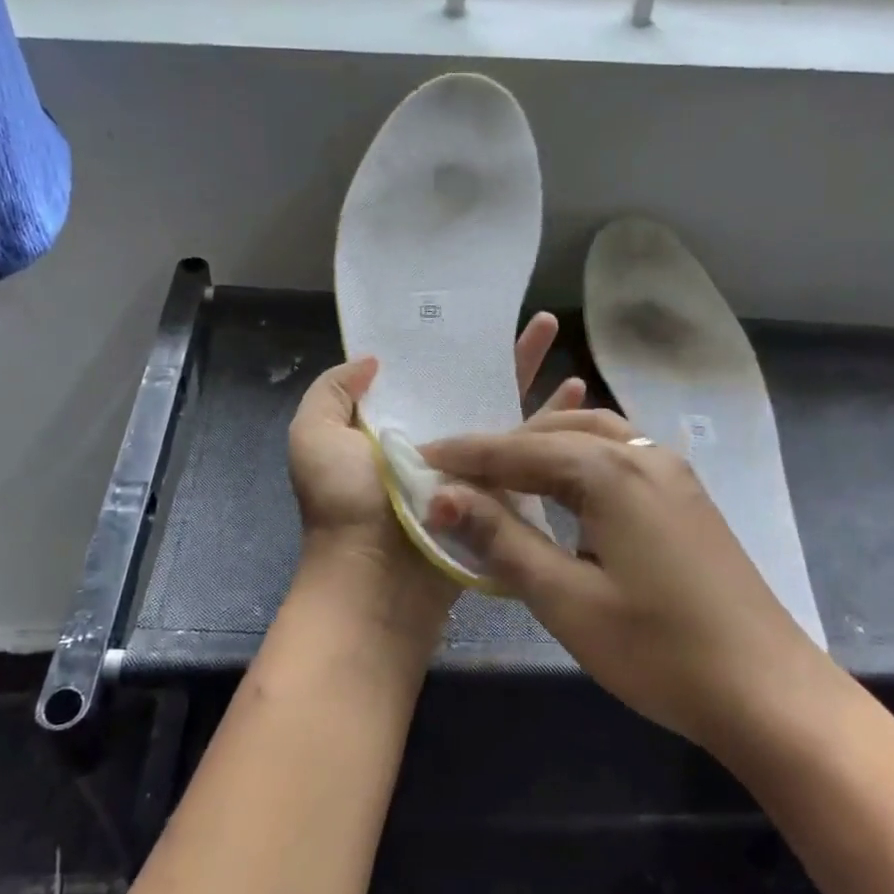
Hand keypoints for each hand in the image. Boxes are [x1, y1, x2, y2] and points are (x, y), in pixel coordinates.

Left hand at [288, 313, 584, 587]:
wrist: (376, 580)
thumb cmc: (344, 504)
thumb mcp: (313, 436)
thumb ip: (333, 391)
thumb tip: (373, 361)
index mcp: (390, 425)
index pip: (426, 373)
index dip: (448, 344)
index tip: (476, 312)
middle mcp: (432, 441)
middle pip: (473, 387)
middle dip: (505, 353)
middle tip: (541, 320)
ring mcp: (468, 468)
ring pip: (507, 414)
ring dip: (535, 379)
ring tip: (562, 343)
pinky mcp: (498, 492)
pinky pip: (527, 450)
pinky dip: (552, 422)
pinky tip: (580, 396)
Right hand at [421, 411, 833, 749]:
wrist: (767, 691)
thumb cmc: (658, 651)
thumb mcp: (566, 599)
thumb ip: (503, 539)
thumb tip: (444, 496)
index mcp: (610, 472)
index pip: (517, 451)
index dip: (464, 456)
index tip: (418, 457)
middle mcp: (642, 454)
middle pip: (554, 432)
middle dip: (500, 447)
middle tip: (455, 471)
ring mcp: (671, 470)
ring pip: (591, 434)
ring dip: (541, 445)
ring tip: (502, 471)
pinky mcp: (685, 493)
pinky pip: (618, 453)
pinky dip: (578, 457)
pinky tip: (564, 484)